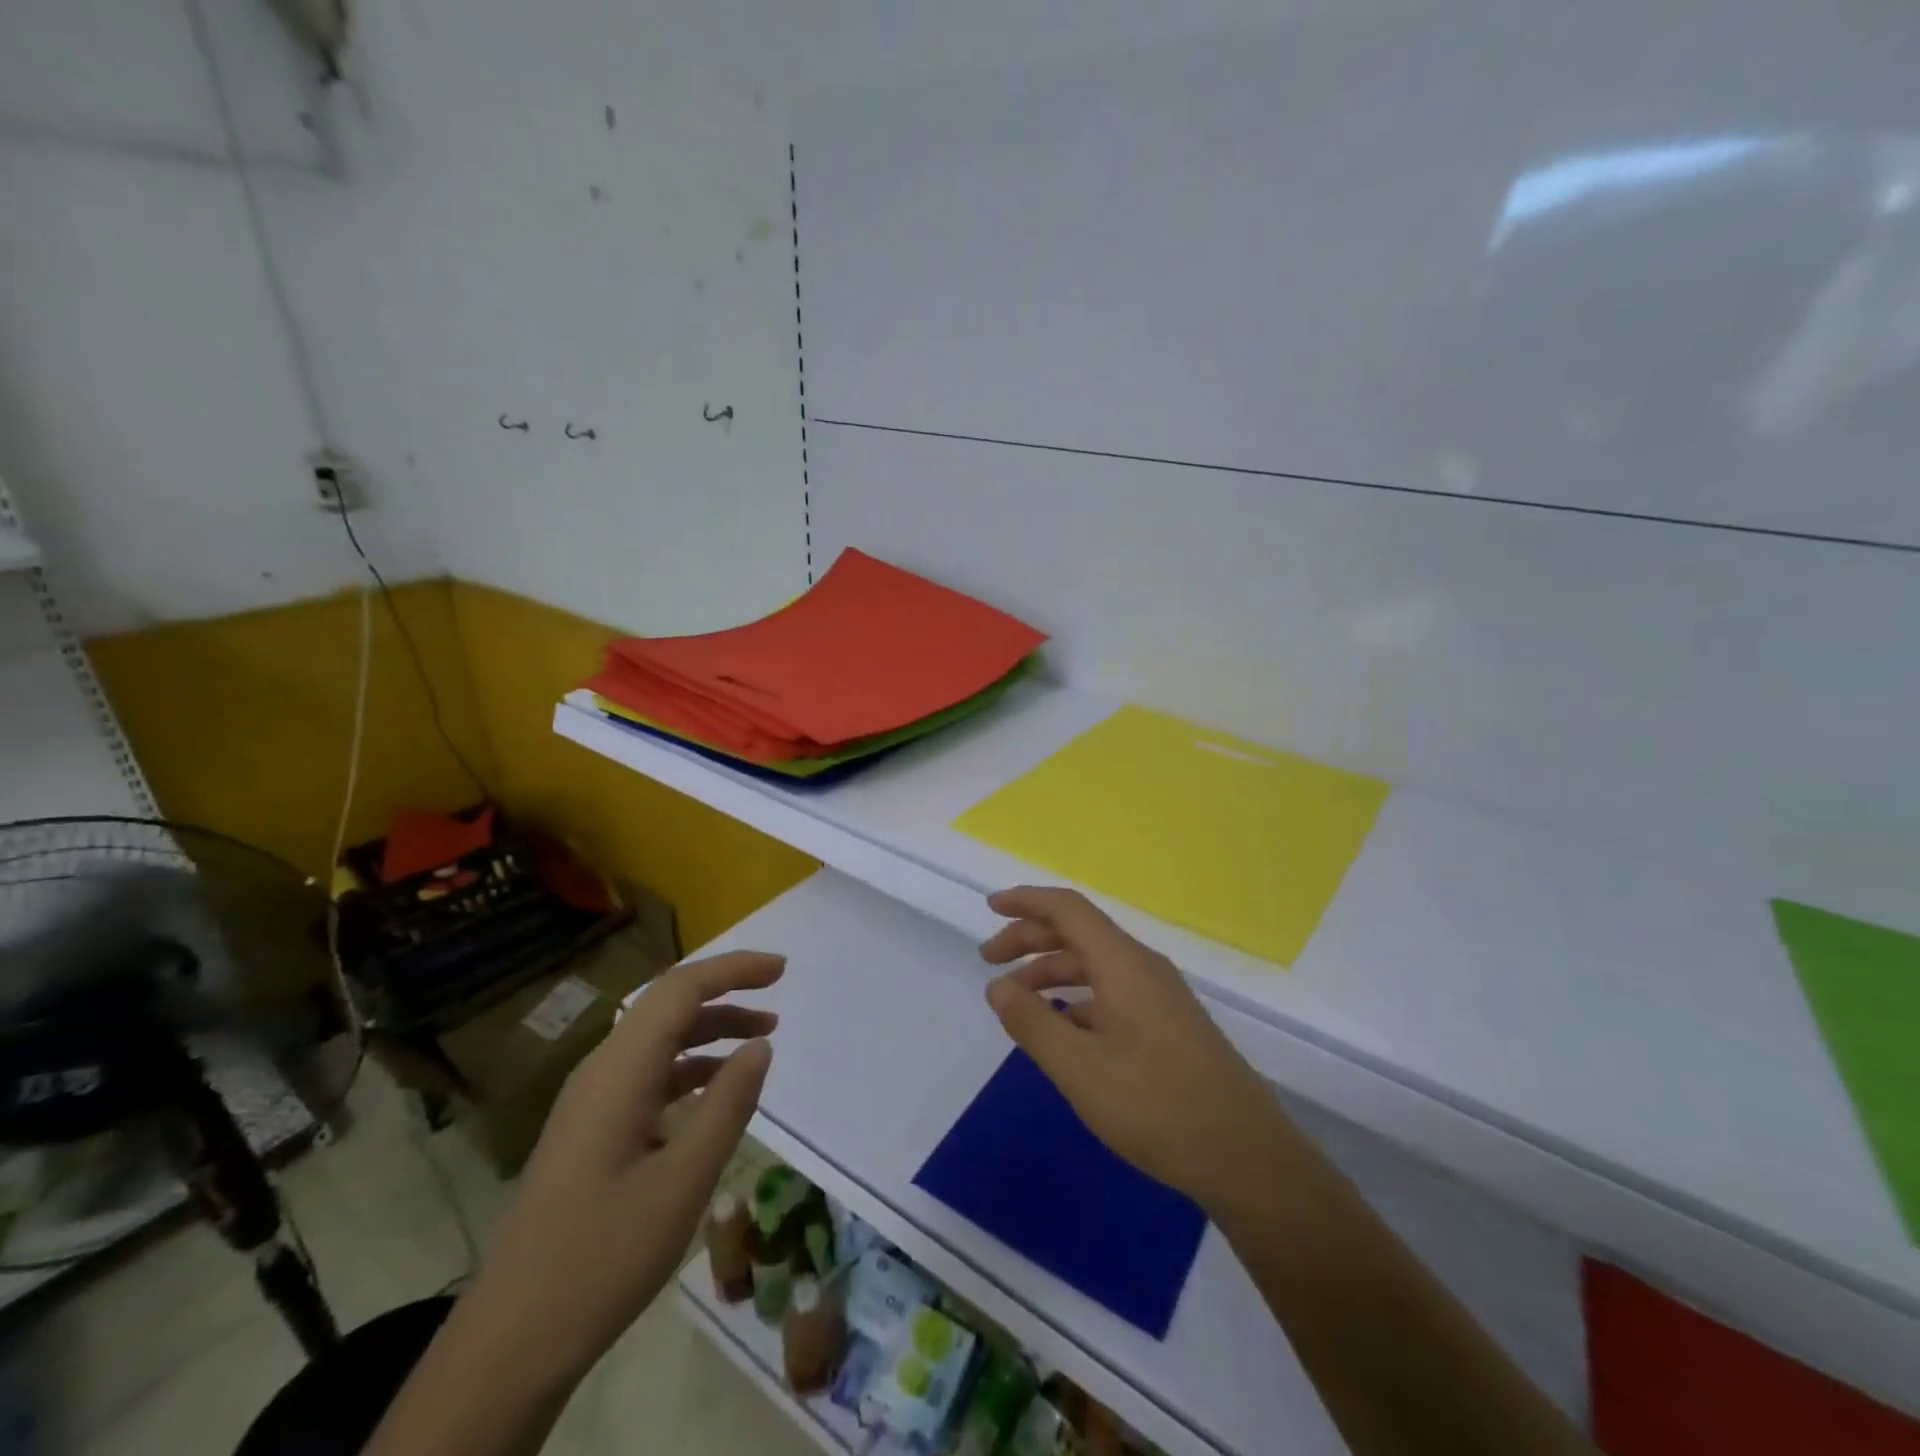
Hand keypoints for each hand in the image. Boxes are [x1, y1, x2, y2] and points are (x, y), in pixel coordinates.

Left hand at [461, 949, 783, 1382]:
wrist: (512, 1341)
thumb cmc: (603, 1256)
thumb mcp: (684, 1181)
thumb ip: (728, 1105)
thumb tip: (760, 1046)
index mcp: (619, 1073)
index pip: (680, 990)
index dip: (733, 970)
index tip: (781, 968)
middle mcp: (601, 1072)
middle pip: (667, 1006)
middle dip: (725, 991)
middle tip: (777, 992)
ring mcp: (591, 1102)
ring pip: (658, 1041)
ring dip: (711, 1030)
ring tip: (761, 1039)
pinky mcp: (590, 1130)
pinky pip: (647, 1075)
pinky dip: (690, 1067)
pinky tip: (717, 1092)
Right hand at [981, 887, 1284, 1212]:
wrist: (1247, 1157)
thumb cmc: (1157, 1106)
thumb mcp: (1079, 1068)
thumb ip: (1032, 1022)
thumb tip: (998, 986)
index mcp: (1123, 963)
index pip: (1068, 909)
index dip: (1026, 901)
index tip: (989, 908)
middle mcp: (1143, 967)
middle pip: (1079, 933)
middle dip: (1030, 939)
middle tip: (990, 960)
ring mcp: (1160, 997)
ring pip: (1095, 965)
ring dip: (1052, 971)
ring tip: (1017, 999)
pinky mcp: (1169, 1025)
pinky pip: (1112, 992)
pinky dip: (1077, 998)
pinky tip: (1062, 1029)